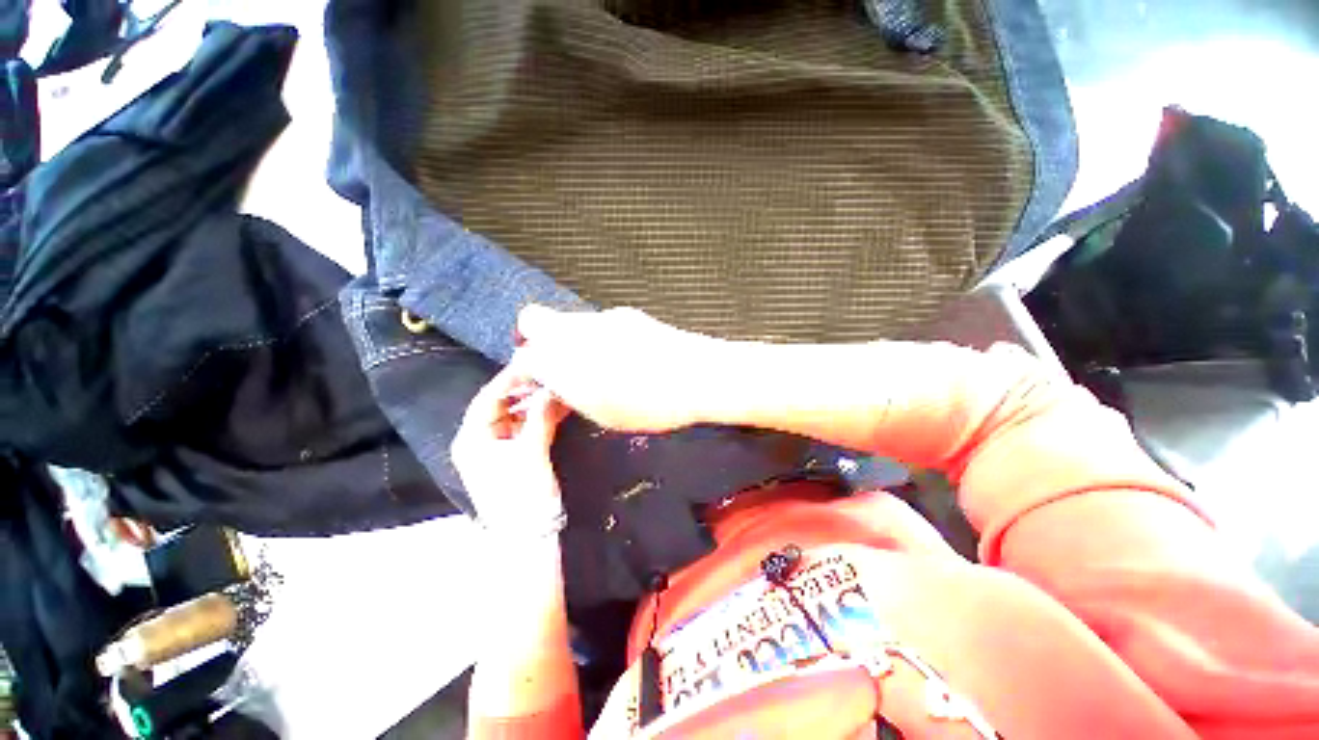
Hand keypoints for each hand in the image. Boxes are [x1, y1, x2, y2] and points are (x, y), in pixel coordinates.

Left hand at [451, 363, 568, 529]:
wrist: (530, 537)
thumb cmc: (522, 495)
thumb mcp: (531, 452)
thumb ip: (541, 416)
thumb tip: (553, 388)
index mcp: (472, 439)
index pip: (488, 398)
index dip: (510, 379)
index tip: (533, 362)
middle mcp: (480, 441)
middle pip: (502, 405)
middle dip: (526, 390)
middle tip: (551, 375)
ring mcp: (498, 449)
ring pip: (517, 416)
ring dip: (537, 404)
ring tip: (559, 389)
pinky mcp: (515, 457)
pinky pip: (527, 429)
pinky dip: (542, 418)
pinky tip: (560, 408)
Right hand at [514, 306, 723, 432]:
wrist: (699, 375)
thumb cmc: (650, 403)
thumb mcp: (601, 412)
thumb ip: (571, 393)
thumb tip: (556, 385)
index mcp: (565, 358)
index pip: (524, 357)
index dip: (521, 373)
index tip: (529, 384)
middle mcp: (578, 329)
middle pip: (534, 321)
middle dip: (535, 343)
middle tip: (554, 369)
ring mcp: (604, 317)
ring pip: (569, 321)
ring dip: (570, 341)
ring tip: (596, 369)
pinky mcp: (629, 315)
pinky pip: (598, 323)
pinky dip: (598, 338)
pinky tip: (623, 358)